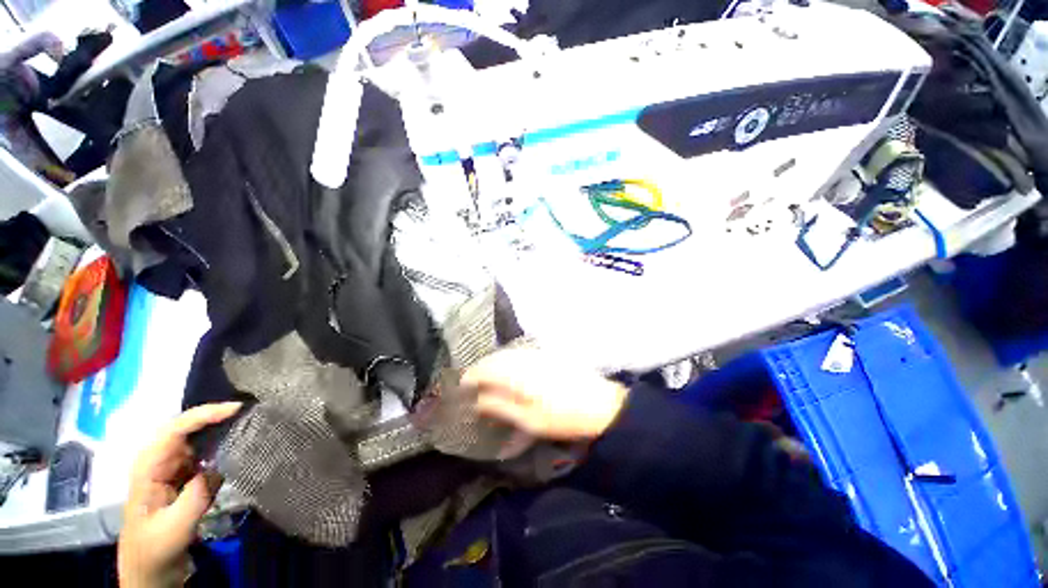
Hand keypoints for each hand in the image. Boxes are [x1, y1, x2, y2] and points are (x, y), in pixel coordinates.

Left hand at [118, 402, 240, 587]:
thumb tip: (221, 464)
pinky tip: (237, 444)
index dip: (205, 415)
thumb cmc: (156, 548)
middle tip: (247, 411)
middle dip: (214, 416)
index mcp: (149, 467)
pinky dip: (220, 445)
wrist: (149, 569)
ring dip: (219, 429)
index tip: (236, 409)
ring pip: (196, 439)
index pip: (175, 430)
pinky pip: (203, 454)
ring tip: (247, 422)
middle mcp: (159, 461)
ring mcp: (171, 468)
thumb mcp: (177, 525)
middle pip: (186, 428)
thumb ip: (197, 494)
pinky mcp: (183, 477)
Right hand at [463, 349, 628, 440]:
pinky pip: (519, 353)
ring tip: (486, 377)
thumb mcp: (529, 420)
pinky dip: (507, 359)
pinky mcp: (545, 354)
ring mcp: (536, 354)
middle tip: (471, 383)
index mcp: (518, 375)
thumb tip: (478, 401)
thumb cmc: (562, 417)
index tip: (461, 386)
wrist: (599, 403)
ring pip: (506, 353)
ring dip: (493, 362)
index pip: (485, 370)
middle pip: (494, 358)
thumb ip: (501, 407)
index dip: (470, 377)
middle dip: (479, 368)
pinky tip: (507, 369)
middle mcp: (524, 359)